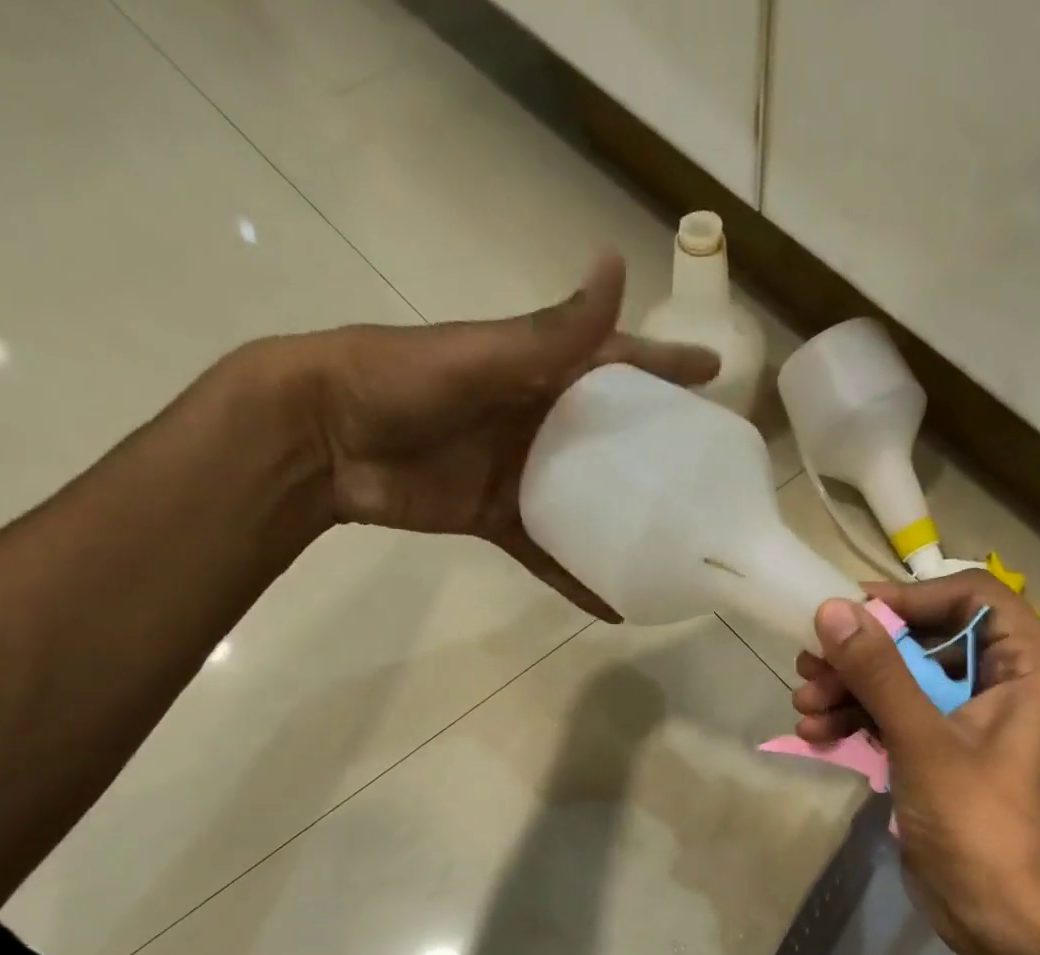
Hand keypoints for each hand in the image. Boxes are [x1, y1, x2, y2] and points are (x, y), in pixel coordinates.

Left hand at [278, 255, 718, 617]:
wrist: (322, 439)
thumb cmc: (398, 382)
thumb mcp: (480, 356)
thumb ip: (549, 332)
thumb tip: (616, 265)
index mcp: (539, 370)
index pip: (618, 363)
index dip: (666, 367)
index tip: (717, 375)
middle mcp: (539, 420)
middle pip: (613, 437)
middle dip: (659, 452)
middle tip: (711, 477)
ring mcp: (522, 473)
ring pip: (588, 500)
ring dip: (626, 522)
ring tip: (675, 546)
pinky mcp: (499, 517)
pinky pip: (550, 552)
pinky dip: (578, 578)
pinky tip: (616, 605)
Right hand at [792, 572, 1039, 954]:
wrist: (999, 915)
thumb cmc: (979, 821)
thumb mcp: (923, 740)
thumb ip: (878, 672)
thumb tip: (832, 609)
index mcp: (1029, 664)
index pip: (971, 596)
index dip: (910, 598)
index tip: (853, 615)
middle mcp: (1004, 681)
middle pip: (925, 639)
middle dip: (863, 655)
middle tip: (810, 668)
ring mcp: (968, 718)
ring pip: (902, 679)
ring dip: (849, 690)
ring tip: (805, 707)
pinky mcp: (941, 750)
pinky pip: (895, 716)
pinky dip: (857, 720)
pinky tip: (816, 735)